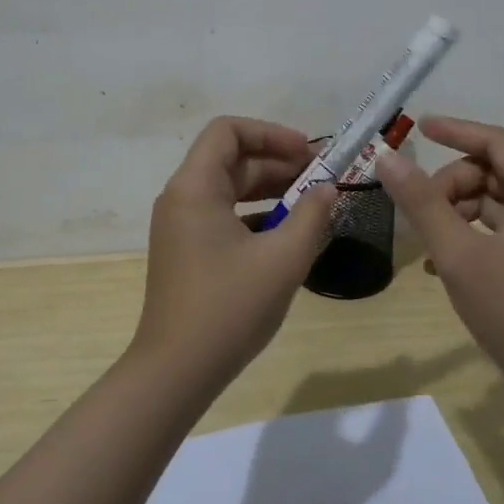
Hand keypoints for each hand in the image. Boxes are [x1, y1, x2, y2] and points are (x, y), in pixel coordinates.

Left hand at [136, 117, 338, 385]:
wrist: (176, 372)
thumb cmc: (229, 308)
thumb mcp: (282, 259)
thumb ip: (311, 216)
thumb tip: (327, 189)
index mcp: (194, 188)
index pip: (228, 131)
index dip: (270, 133)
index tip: (308, 153)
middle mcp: (181, 198)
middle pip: (230, 159)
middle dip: (277, 162)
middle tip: (321, 178)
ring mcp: (180, 226)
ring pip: (227, 188)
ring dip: (269, 189)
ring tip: (311, 202)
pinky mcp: (186, 251)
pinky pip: (222, 215)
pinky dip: (254, 214)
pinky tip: (287, 233)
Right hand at [379, 116, 503, 378]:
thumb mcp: (459, 255)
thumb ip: (422, 202)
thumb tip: (387, 157)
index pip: (496, 141)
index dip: (455, 130)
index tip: (416, 128)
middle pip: (491, 170)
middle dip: (450, 184)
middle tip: (418, 214)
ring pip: (491, 199)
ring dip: (454, 210)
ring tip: (426, 242)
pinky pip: (497, 225)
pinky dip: (467, 232)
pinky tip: (438, 261)